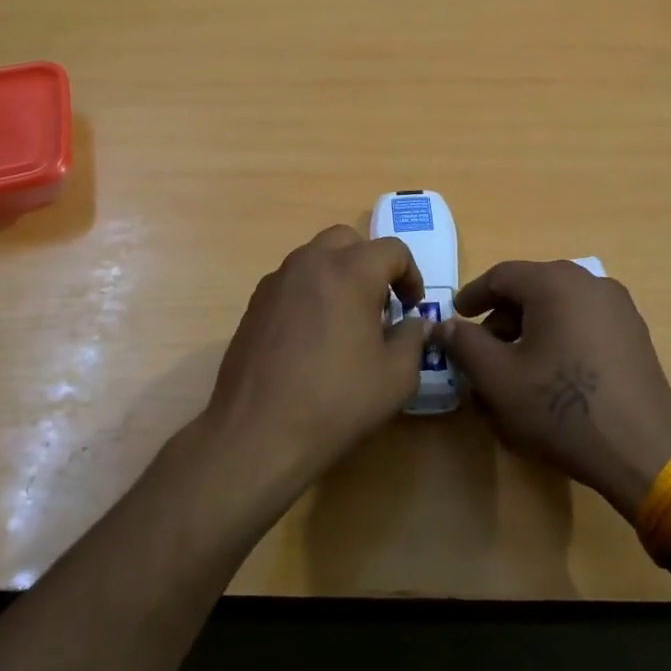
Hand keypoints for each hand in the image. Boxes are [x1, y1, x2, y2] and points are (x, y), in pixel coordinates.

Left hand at [202, 226, 428, 488]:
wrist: (259, 430)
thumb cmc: (337, 400)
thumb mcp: (396, 376)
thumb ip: (413, 339)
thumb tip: (415, 323)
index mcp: (351, 271)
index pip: (392, 249)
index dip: (410, 274)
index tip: (411, 307)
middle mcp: (311, 263)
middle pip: (347, 240)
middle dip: (370, 263)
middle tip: (379, 302)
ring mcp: (277, 281)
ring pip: (314, 257)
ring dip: (337, 274)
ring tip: (345, 319)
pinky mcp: (254, 303)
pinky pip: (291, 281)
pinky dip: (309, 292)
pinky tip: (311, 335)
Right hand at [435, 261, 670, 521]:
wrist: (642, 452)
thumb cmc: (561, 408)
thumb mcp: (497, 378)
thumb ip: (464, 344)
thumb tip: (446, 326)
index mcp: (555, 282)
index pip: (502, 276)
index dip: (473, 296)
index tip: (455, 318)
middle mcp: (590, 283)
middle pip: (533, 288)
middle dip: (501, 317)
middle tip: (482, 349)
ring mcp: (619, 308)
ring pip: (559, 306)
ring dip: (530, 329)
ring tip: (514, 367)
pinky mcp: (635, 336)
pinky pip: (584, 323)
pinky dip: (559, 338)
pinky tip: (551, 374)